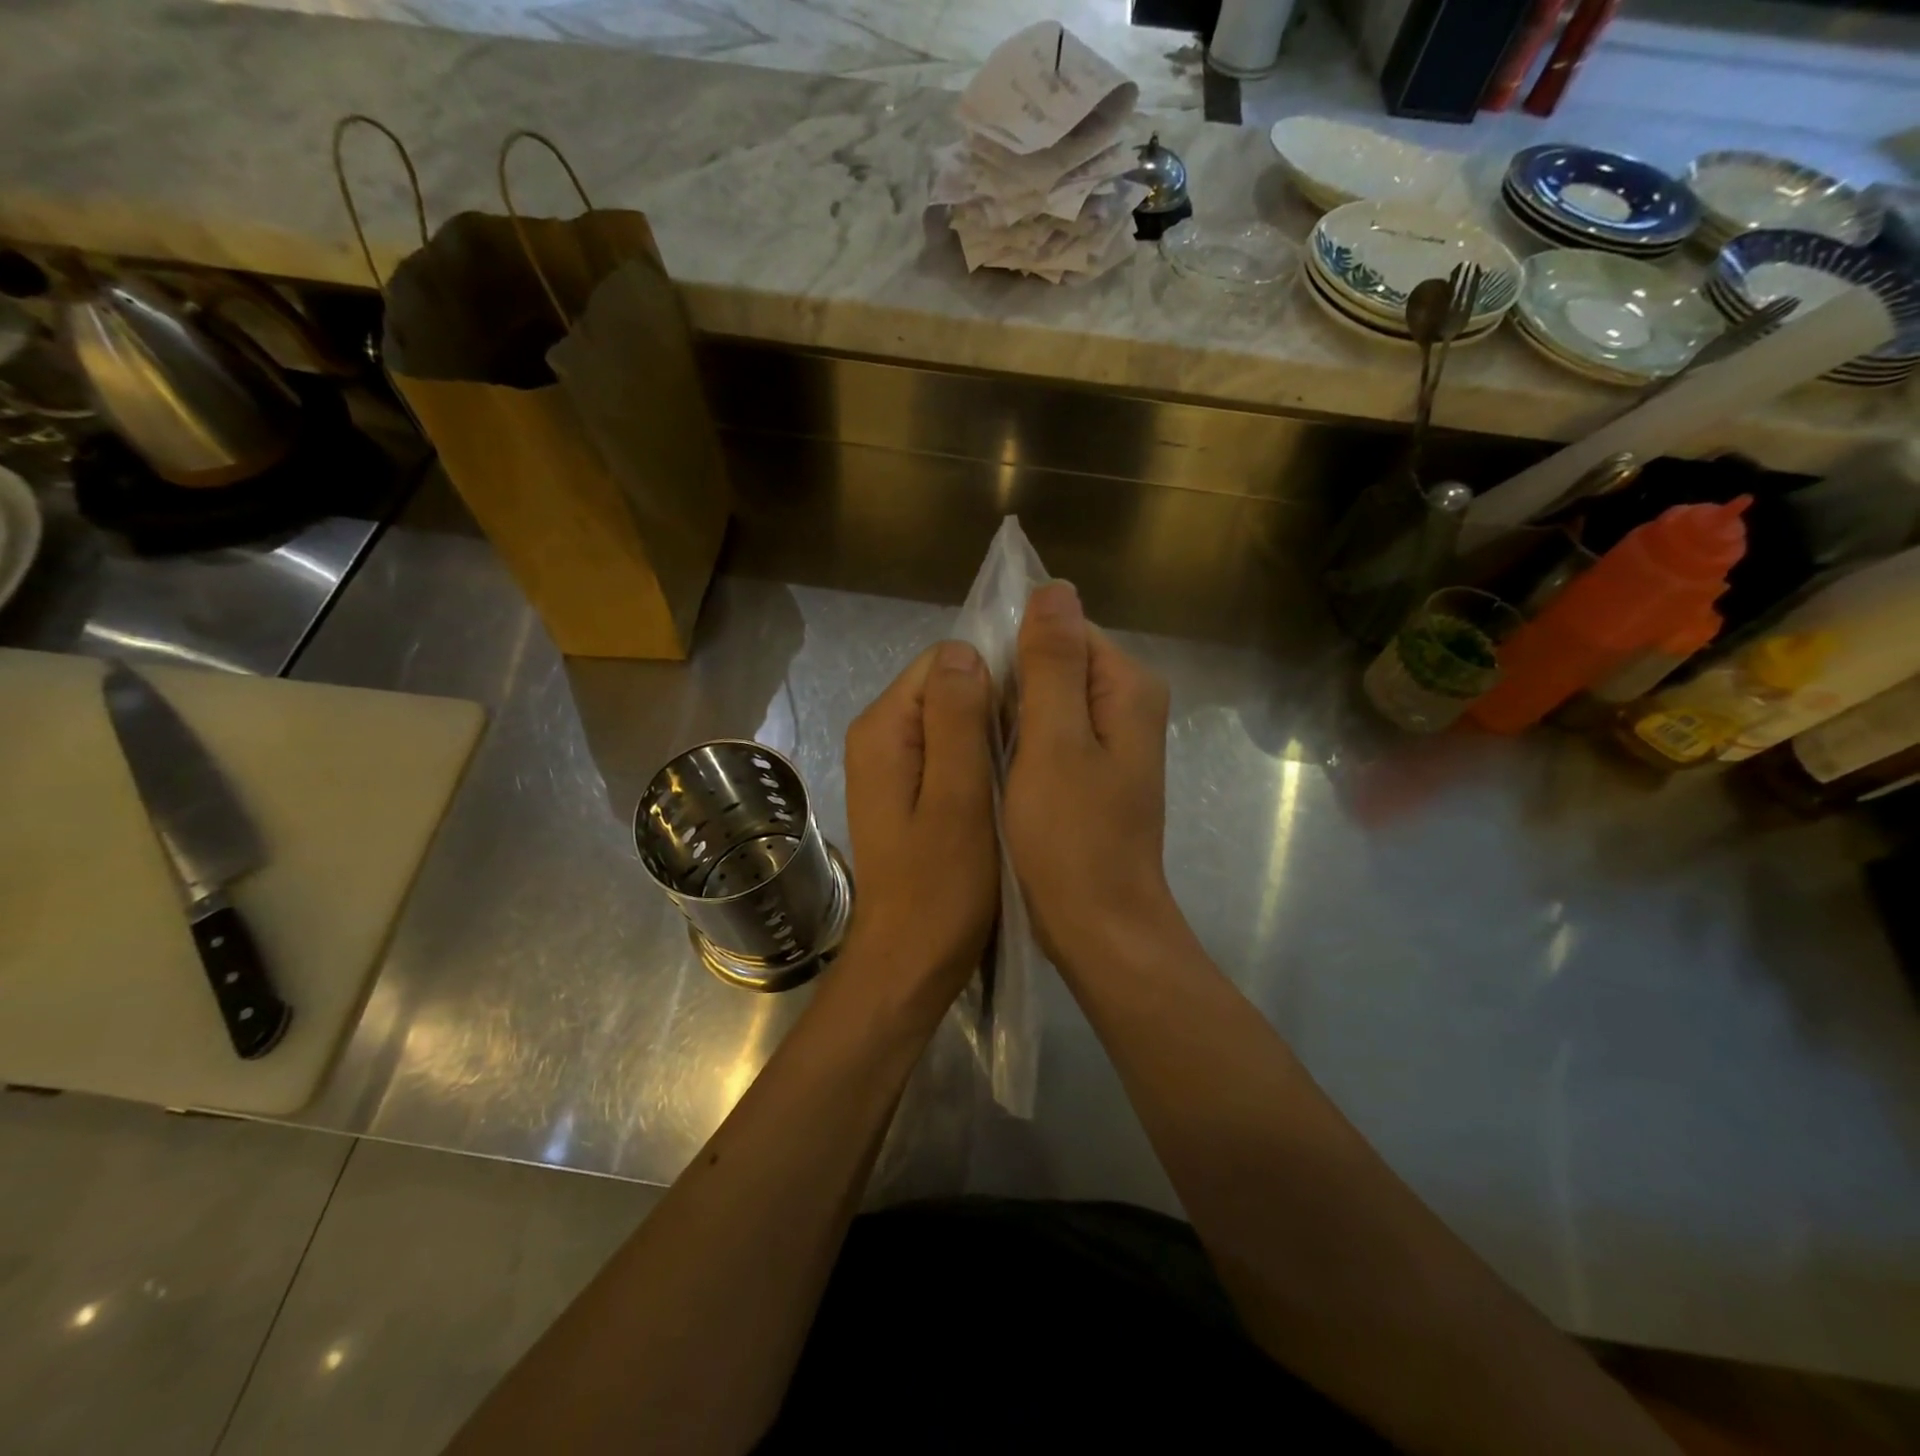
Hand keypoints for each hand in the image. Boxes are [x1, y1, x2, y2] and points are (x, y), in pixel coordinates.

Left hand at [840, 640, 998, 1016]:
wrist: (909, 962)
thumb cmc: (941, 887)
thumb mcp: (958, 798)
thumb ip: (957, 721)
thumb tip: (964, 650)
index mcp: (885, 729)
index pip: (943, 661)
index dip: (992, 673)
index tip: (1034, 707)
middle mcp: (878, 736)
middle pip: (944, 687)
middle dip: (992, 703)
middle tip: (1036, 740)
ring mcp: (889, 765)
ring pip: (949, 719)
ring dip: (988, 732)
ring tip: (1028, 761)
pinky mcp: (905, 791)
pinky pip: (946, 750)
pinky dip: (977, 757)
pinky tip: (1006, 782)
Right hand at [1005, 583, 1176, 973]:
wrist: (1100, 926)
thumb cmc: (1072, 837)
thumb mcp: (1053, 743)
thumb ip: (1052, 663)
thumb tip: (1054, 587)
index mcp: (1127, 687)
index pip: (1063, 630)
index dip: (1014, 649)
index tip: (977, 690)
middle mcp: (1129, 704)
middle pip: (1057, 663)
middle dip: (1011, 684)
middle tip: (973, 725)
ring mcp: (1113, 741)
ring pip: (1048, 700)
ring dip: (1012, 715)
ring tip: (979, 747)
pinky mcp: (1095, 771)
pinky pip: (1051, 734)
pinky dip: (1021, 741)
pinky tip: (995, 767)